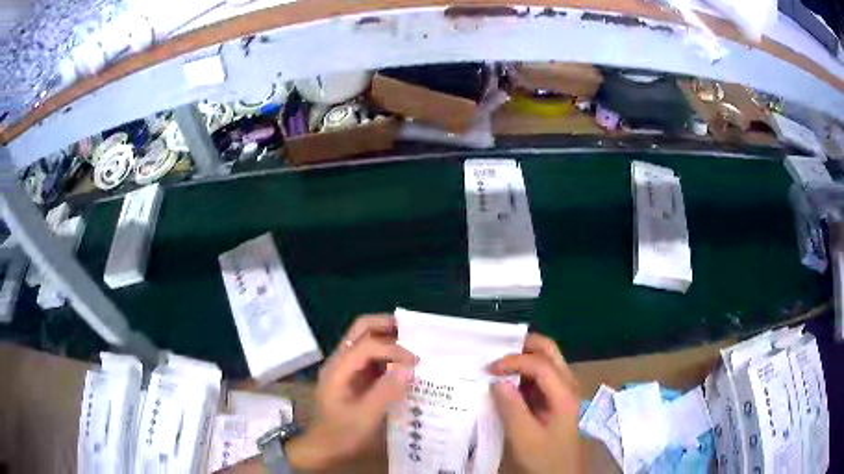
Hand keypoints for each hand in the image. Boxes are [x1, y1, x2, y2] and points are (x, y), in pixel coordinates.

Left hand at [287, 315, 416, 470]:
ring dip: (388, 338)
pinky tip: (402, 364)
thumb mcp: (366, 417)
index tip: (416, 362)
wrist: (323, 448)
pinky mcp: (352, 376)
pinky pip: (369, 355)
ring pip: (365, 339)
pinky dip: (386, 354)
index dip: (393, 349)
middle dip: (387, 326)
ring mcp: (345, 368)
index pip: (367, 345)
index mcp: (338, 369)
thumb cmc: (342, 435)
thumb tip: (409, 368)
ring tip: (413, 346)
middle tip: (414, 333)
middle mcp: (339, 361)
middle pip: (361, 329)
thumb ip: (386, 391)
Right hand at [488, 334, 581, 473]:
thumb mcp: (524, 437)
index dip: (514, 361)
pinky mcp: (555, 396)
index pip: (540, 363)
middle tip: (496, 352)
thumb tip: (497, 380)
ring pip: (545, 359)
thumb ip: (511, 408)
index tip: (489, 370)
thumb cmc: (545, 457)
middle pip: (549, 350)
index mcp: (564, 394)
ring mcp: (563, 389)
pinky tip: (506, 379)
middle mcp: (568, 384)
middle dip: (522, 345)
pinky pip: (540, 373)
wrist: (562, 471)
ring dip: (522, 356)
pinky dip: (523, 370)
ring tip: (497, 364)